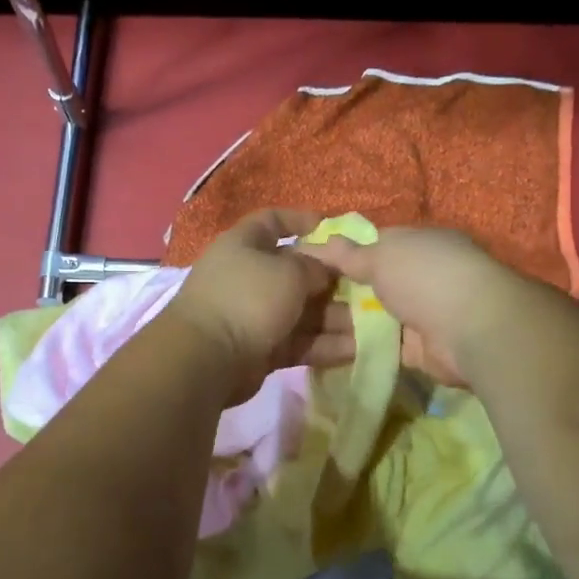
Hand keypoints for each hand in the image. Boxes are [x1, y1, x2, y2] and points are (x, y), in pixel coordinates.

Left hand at [167, 211, 354, 404]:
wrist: (207, 357)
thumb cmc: (249, 298)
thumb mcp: (290, 272)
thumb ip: (315, 267)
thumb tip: (323, 273)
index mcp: (244, 245)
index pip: (272, 221)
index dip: (301, 220)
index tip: (333, 227)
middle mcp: (247, 276)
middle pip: (295, 273)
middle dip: (331, 282)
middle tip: (367, 290)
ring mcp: (252, 314)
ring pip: (300, 312)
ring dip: (334, 319)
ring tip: (371, 327)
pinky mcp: (259, 349)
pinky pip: (297, 342)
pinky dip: (323, 345)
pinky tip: (355, 351)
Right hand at [306, 226, 527, 386]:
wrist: (471, 329)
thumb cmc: (425, 276)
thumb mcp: (380, 256)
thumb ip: (349, 254)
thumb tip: (317, 241)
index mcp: (420, 243)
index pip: (377, 244)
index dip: (347, 253)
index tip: (312, 264)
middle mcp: (424, 275)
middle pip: (377, 281)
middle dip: (346, 290)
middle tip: (305, 298)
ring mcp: (424, 312)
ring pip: (379, 315)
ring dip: (352, 320)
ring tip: (310, 325)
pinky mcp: (422, 348)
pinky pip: (385, 345)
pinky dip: (364, 347)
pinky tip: (332, 348)